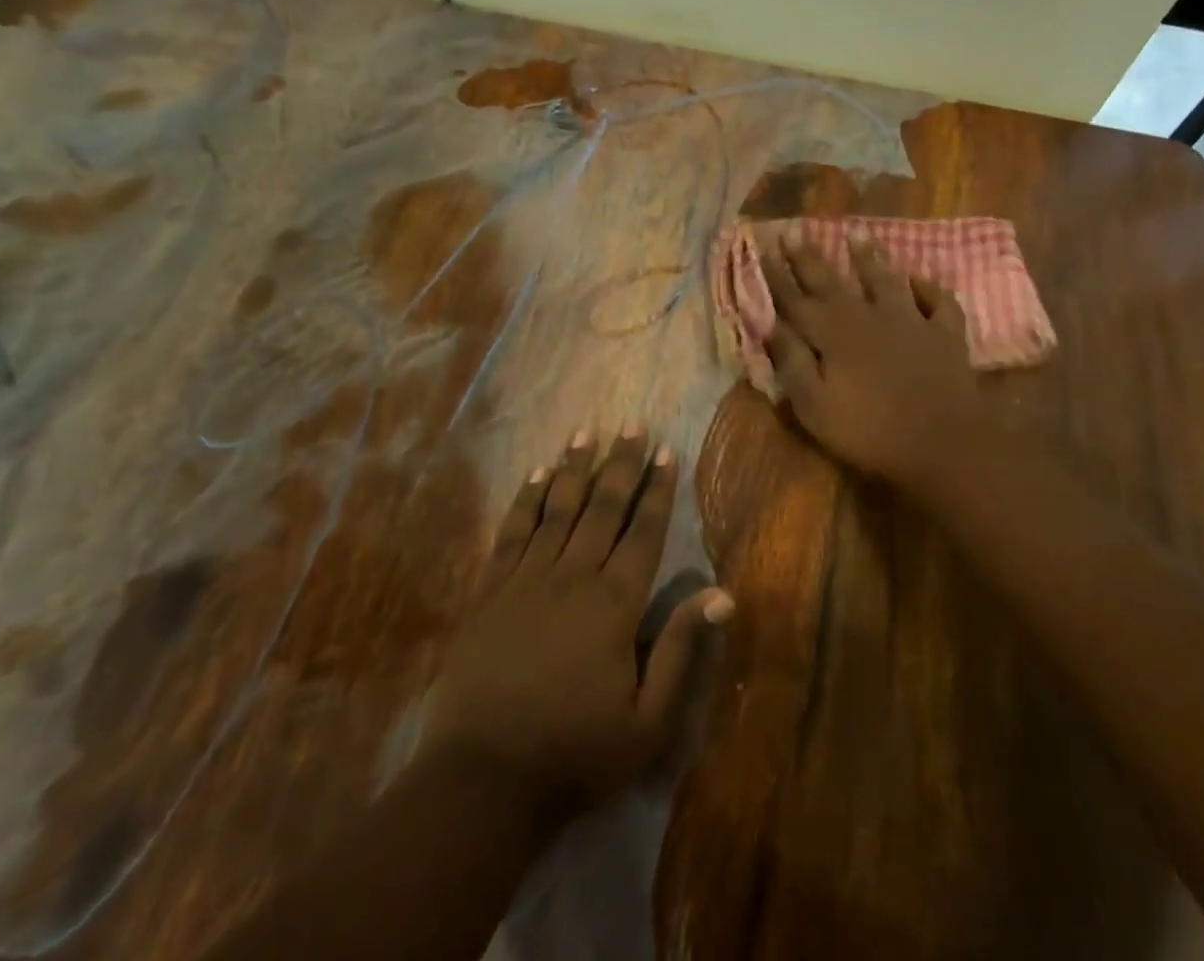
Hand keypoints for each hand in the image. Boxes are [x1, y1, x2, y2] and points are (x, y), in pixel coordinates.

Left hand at [417, 426, 733, 819]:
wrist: (482, 779)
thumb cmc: (575, 753)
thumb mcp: (647, 722)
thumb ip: (681, 651)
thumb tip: (721, 594)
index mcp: (614, 603)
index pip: (643, 531)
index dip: (658, 488)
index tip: (667, 449)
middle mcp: (573, 576)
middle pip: (602, 507)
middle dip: (621, 463)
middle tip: (633, 424)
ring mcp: (527, 579)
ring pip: (557, 508)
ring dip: (574, 468)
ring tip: (587, 432)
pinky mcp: (490, 591)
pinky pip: (512, 531)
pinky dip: (526, 499)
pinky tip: (536, 474)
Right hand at [761, 233, 996, 505]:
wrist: (944, 444)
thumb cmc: (870, 432)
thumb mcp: (815, 408)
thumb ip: (792, 364)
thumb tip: (772, 327)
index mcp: (833, 335)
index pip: (796, 299)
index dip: (777, 275)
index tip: (764, 247)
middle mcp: (868, 317)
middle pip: (832, 281)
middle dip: (809, 256)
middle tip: (794, 229)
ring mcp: (910, 321)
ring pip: (885, 280)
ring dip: (869, 257)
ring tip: (857, 233)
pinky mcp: (944, 334)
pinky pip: (938, 302)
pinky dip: (928, 288)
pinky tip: (920, 279)